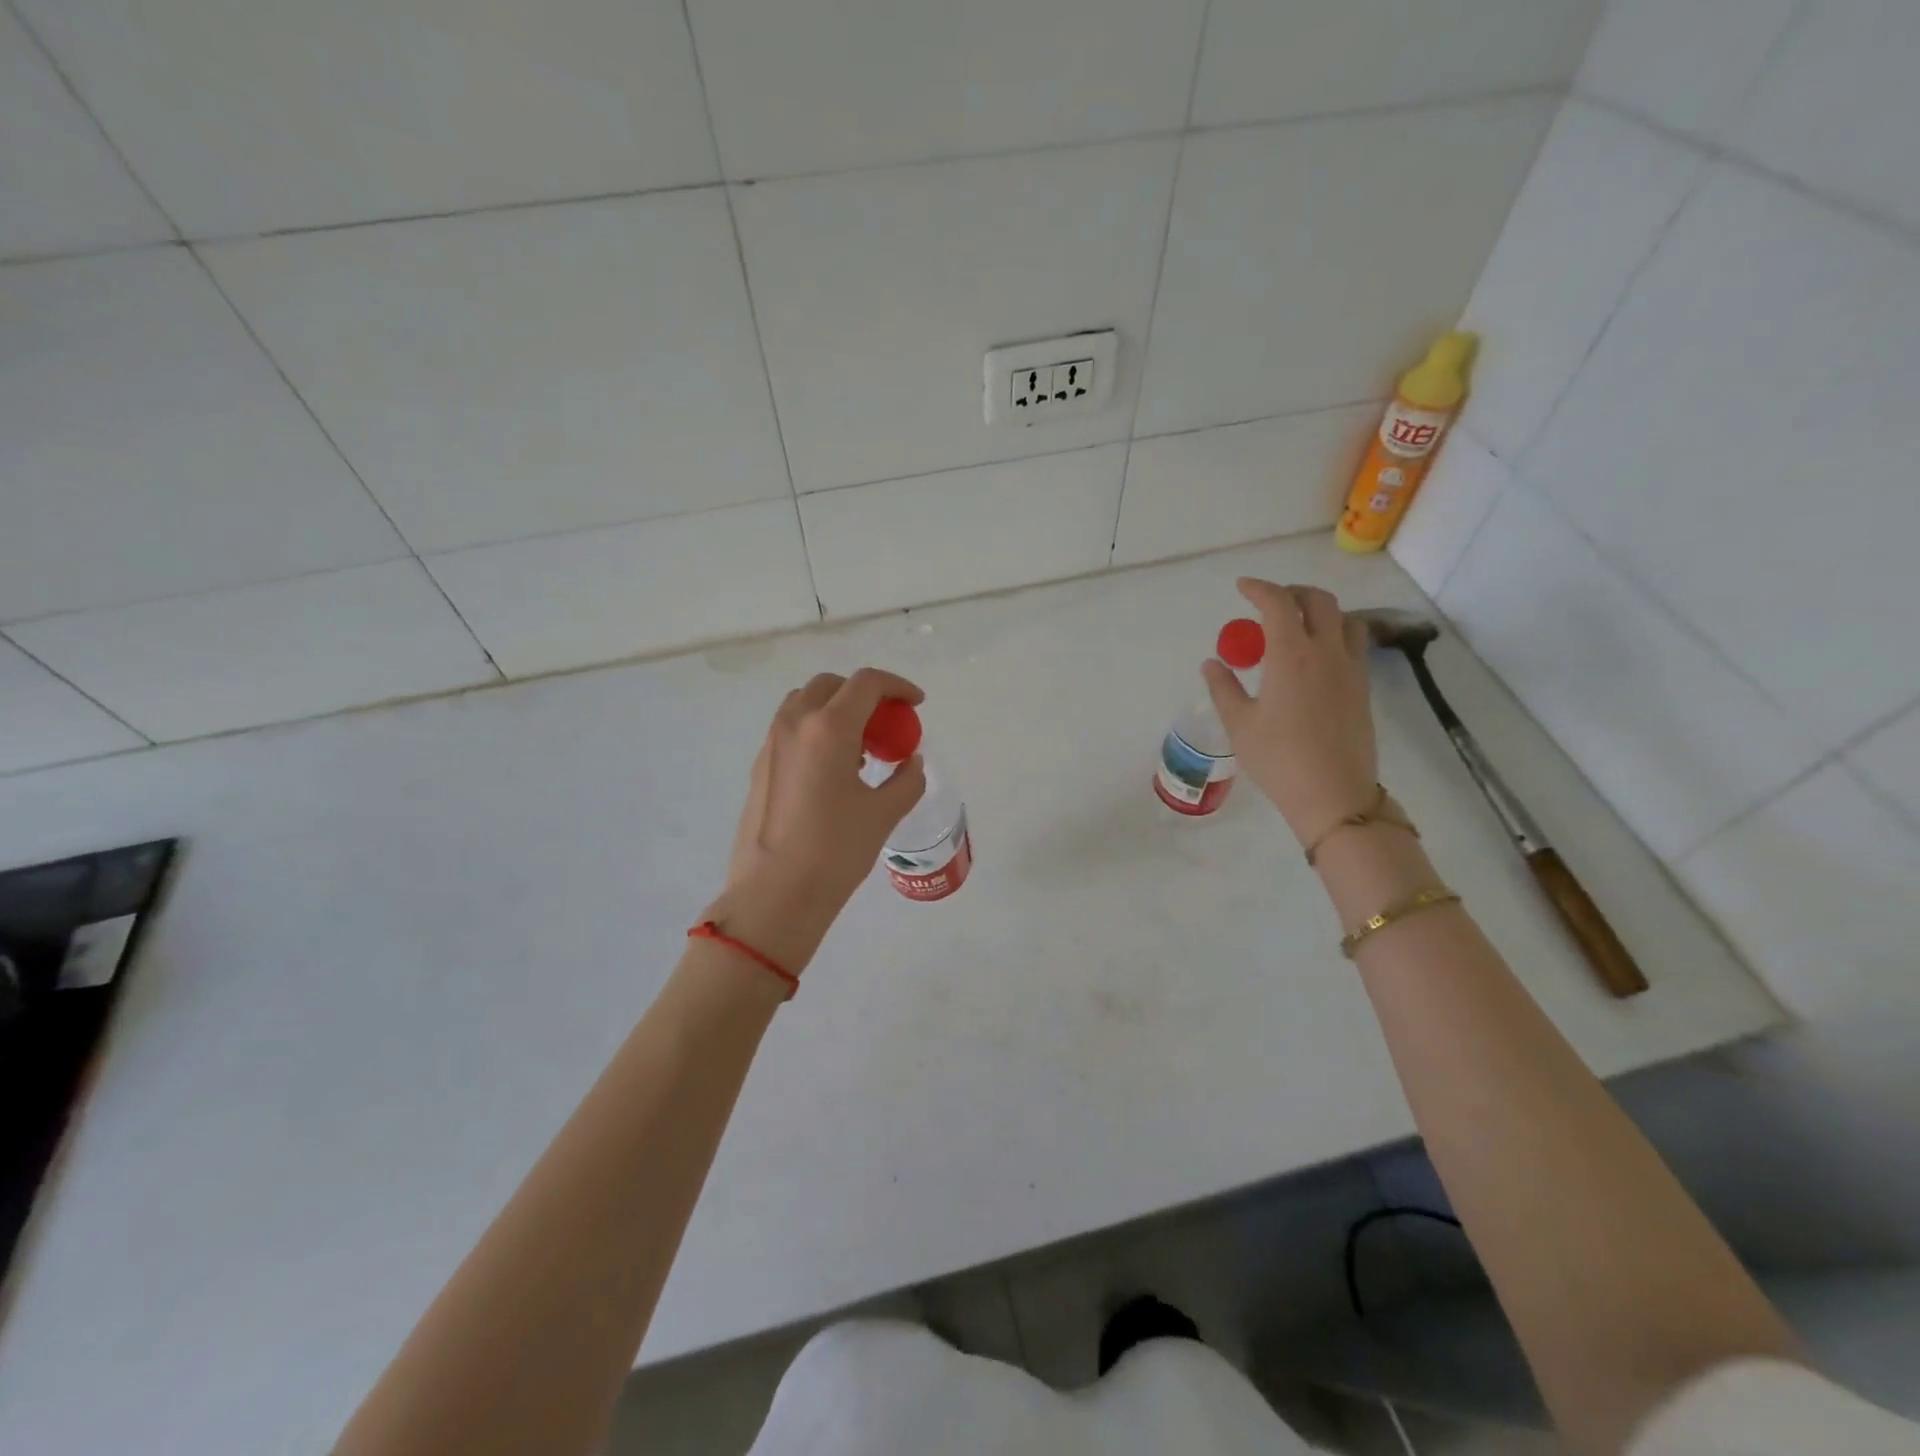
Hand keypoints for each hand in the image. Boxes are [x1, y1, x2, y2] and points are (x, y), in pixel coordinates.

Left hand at [703, 668, 928, 973]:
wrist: (774, 894)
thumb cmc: (834, 851)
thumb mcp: (883, 814)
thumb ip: (906, 780)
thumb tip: (911, 762)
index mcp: (829, 728)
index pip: (867, 683)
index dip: (897, 686)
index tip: (915, 705)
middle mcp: (795, 724)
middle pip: (832, 685)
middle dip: (864, 695)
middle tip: (886, 725)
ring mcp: (771, 744)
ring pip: (806, 703)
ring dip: (836, 710)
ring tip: (860, 748)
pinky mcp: (759, 766)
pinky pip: (790, 729)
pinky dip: (816, 731)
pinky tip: (833, 771)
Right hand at [1202, 578, 1378, 847]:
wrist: (1333, 794)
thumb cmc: (1278, 758)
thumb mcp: (1239, 724)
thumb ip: (1224, 687)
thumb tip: (1212, 663)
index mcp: (1291, 654)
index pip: (1278, 603)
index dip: (1259, 588)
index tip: (1242, 588)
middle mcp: (1326, 651)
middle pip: (1318, 600)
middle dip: (1292, 593)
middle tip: (1269, 603)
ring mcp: (1351, 668)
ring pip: (1344, 619)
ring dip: (1320, 611)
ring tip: (1298, 626)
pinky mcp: (1363, 687)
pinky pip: (1353, 644)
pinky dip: (1334, 634)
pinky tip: (1316, 657)